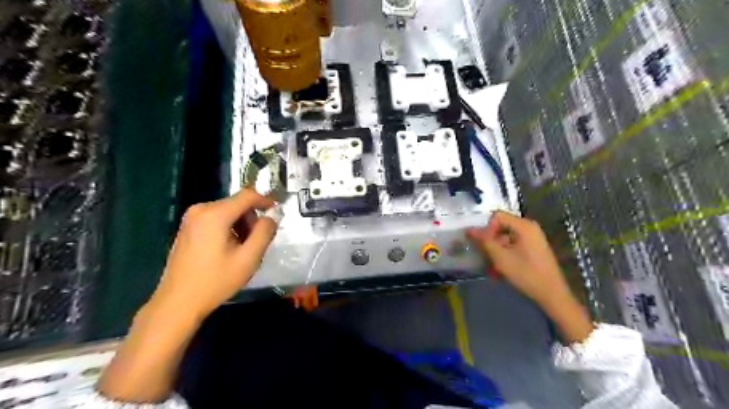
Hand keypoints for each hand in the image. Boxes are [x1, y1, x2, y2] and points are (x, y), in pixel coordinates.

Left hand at [151, 191, 279, 321]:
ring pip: (228, 211)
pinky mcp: (188, 227)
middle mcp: (201, 210)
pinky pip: (216, 219)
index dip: (266, 201)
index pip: (248, 195)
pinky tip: (229, 249)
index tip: (278, 213)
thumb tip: (272, 217)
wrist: (178, 303)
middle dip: (252, 218)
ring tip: (244, 248)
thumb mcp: (249, 258)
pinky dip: (229, 228)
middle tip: (259, 241)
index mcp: (215, 214)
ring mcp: (191, 218)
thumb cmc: (216, 281)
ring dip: (241, 225)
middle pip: (237, 203)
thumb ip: (265, 232)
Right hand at [466, 212, 569, 307]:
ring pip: (505, 237)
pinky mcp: (533, 248)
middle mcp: (529, 227)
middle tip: (484, 255)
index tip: (483, 245)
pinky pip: (513, 245)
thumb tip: (469, 230)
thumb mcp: (501, 258)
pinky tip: (499, 270)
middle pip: (501, 226)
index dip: (486, 228)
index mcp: (523, 226)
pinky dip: (504, 255)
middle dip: (490, 240)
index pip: (497, 216)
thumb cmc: (526, 274)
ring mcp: (532, 238)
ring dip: (495, 250)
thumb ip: (484, 241)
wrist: (552, 294)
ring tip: (491, 267)